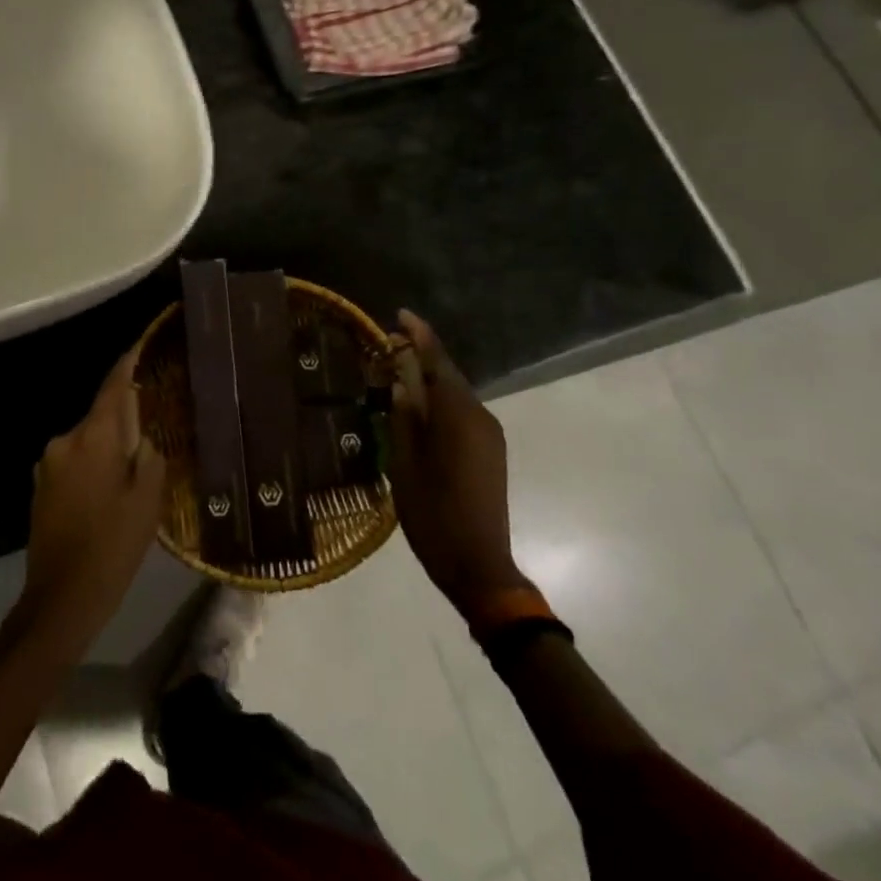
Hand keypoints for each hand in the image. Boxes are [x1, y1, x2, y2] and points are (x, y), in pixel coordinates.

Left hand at [21, 349, 165, 648]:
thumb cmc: (112, 546)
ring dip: (111, 446)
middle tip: (157, 426)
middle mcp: (65, 441)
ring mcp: (48, 464)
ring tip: (137, 467)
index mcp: (93, 438)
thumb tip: (146, 436)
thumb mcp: (147, 501)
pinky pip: (76, 461)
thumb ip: (150, 457)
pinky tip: (111, 489)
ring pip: (89, 441)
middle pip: (102, 415)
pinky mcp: (41, 486)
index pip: (114, 387)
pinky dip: (95, 465)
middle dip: (127, 417)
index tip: (144, 342)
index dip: (130, 362)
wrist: (60, 599)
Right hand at [390, 310, 532, 621]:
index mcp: (457, 416)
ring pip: (456, 394)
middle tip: (390, 345)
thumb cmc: (434, 515)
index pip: (437, 362)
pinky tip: (420, 409)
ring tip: (398, 374)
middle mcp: (479, 417)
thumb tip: (401, 385)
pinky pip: (463, 413)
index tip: (401, 314)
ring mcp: (489, 435)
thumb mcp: (404, 465)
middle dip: (421, 356)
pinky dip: (441, 402)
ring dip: (430, 380)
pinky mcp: (491, 451)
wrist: (480, 566)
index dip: (419, 335)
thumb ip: (403, 419)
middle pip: (448, 375)